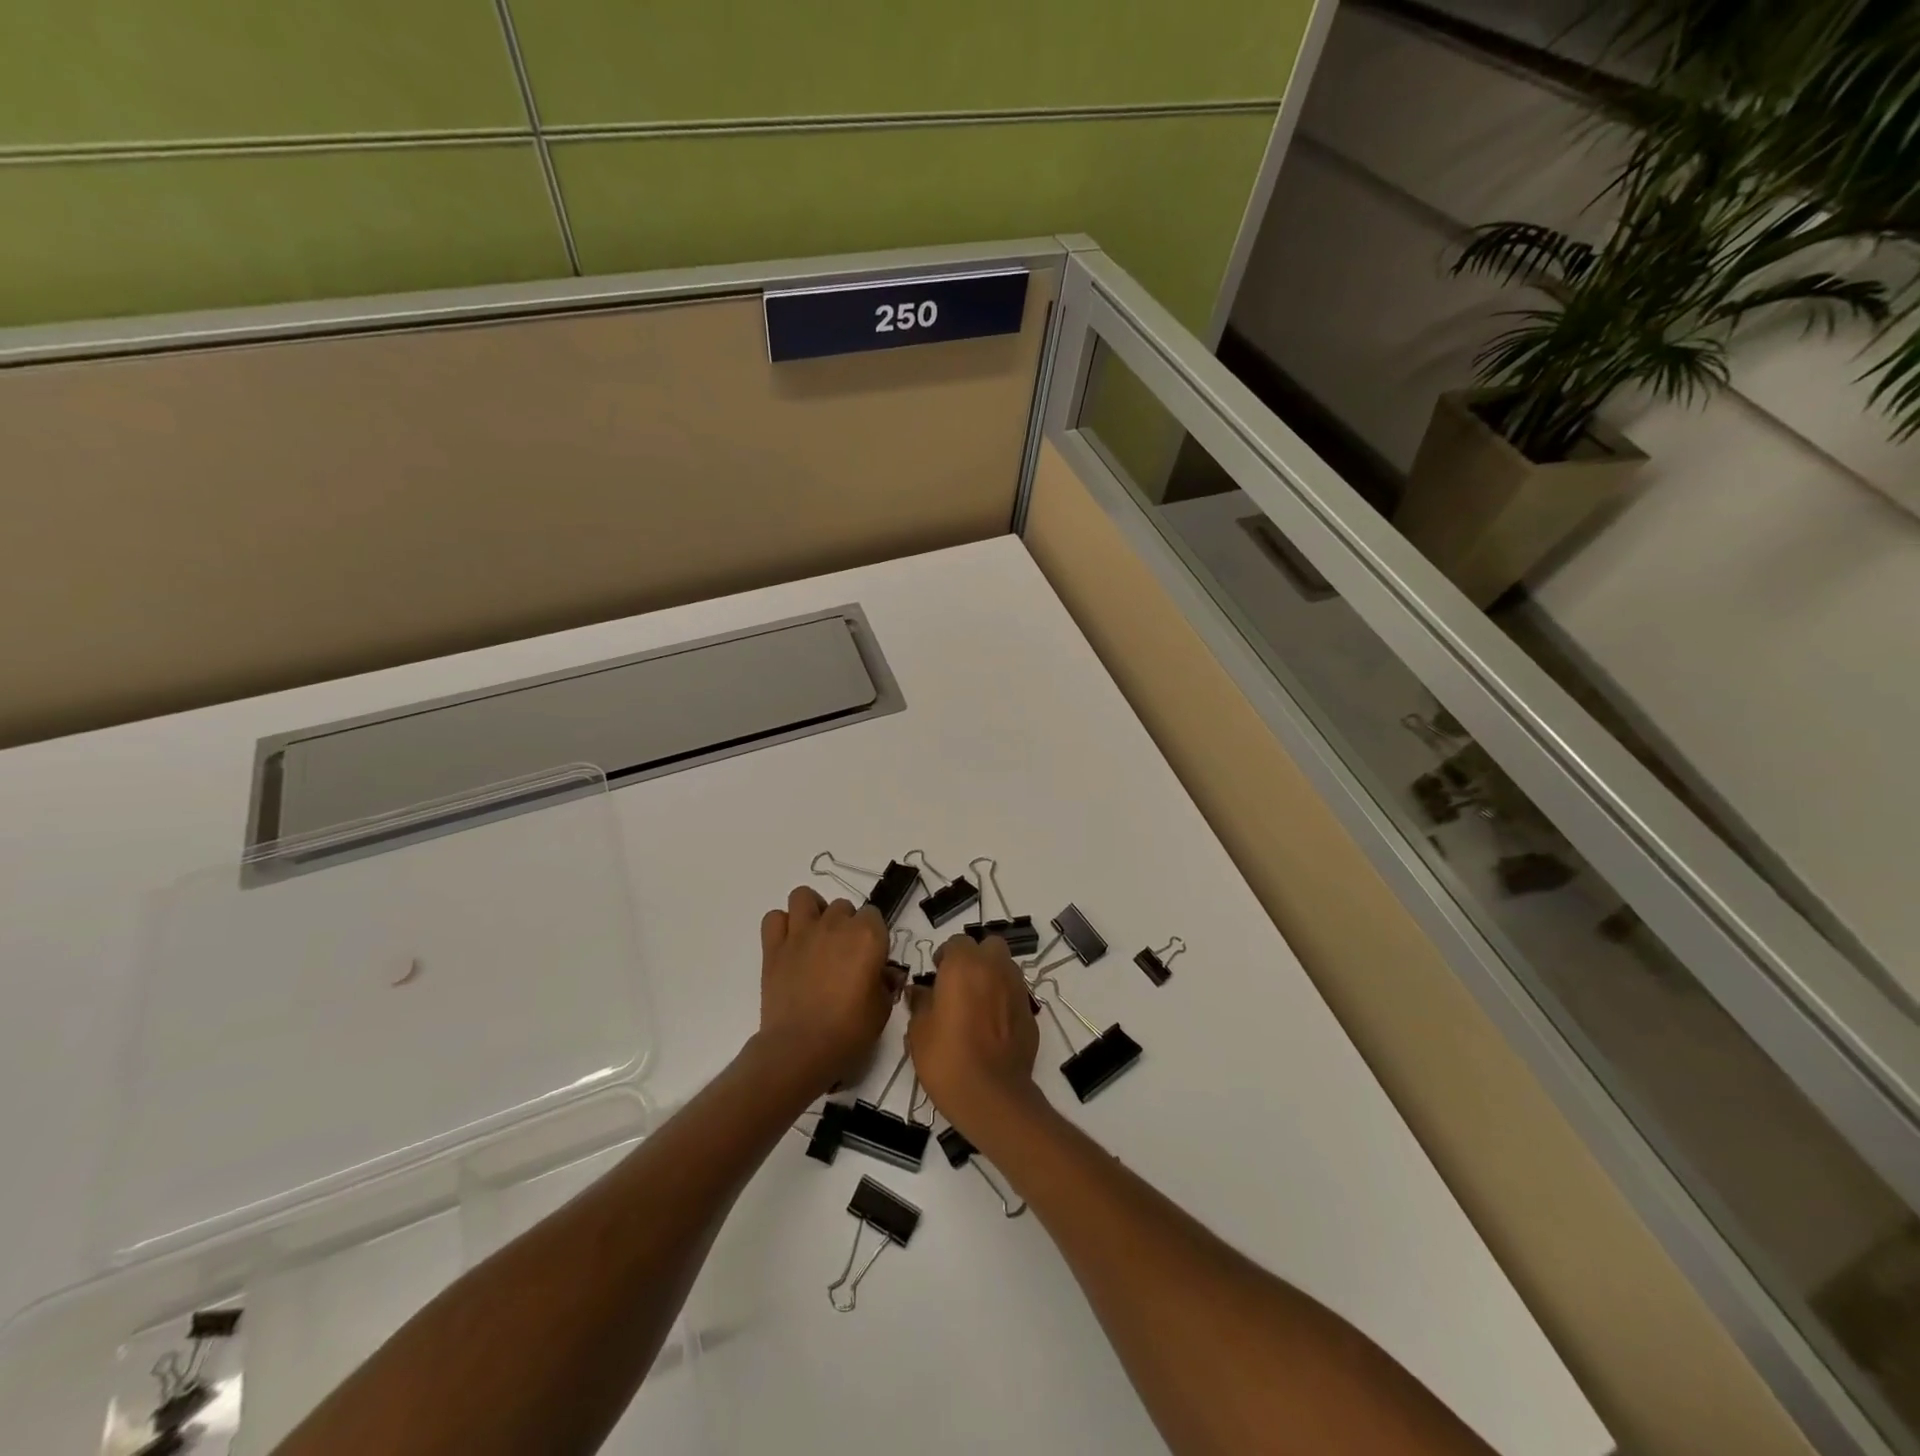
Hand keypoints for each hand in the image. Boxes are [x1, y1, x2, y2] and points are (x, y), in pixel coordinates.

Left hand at [756, 886, 898, 1093]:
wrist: (801, 1049)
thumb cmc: (850, 1031)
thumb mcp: (882, 1008)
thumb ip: (886, 982)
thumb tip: (885, 974)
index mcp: (867, 935)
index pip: (874, 915)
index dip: (873, 935)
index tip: (870, 957)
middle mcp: (835, 924)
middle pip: (842, 906)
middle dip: (845, 925)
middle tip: (843, 954)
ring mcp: (801, 933)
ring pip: (804, 897)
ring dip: (812, 911)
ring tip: (815, 936)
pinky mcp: (773, 947)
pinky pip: (774, 918)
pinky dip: (781, 926)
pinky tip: (789, 944)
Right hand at [906, 934, 1042, 1136]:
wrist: (992, 1096)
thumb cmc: (947, 1058)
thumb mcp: (919, 1031)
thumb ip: (920, 1003)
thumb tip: (919, 992)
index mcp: (964, 965)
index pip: (957, 942)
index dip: (945, 956)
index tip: (936, 975)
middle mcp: (995, 968)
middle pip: (989, 946)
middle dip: (976, 958)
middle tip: (959, 983)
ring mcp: (1017, 989)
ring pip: (1006, 967)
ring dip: (992, 976)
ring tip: (976, 1004)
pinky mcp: (1030, 1013)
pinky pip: (1015, 994)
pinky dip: (1004, 1000)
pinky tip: (992, 1026)